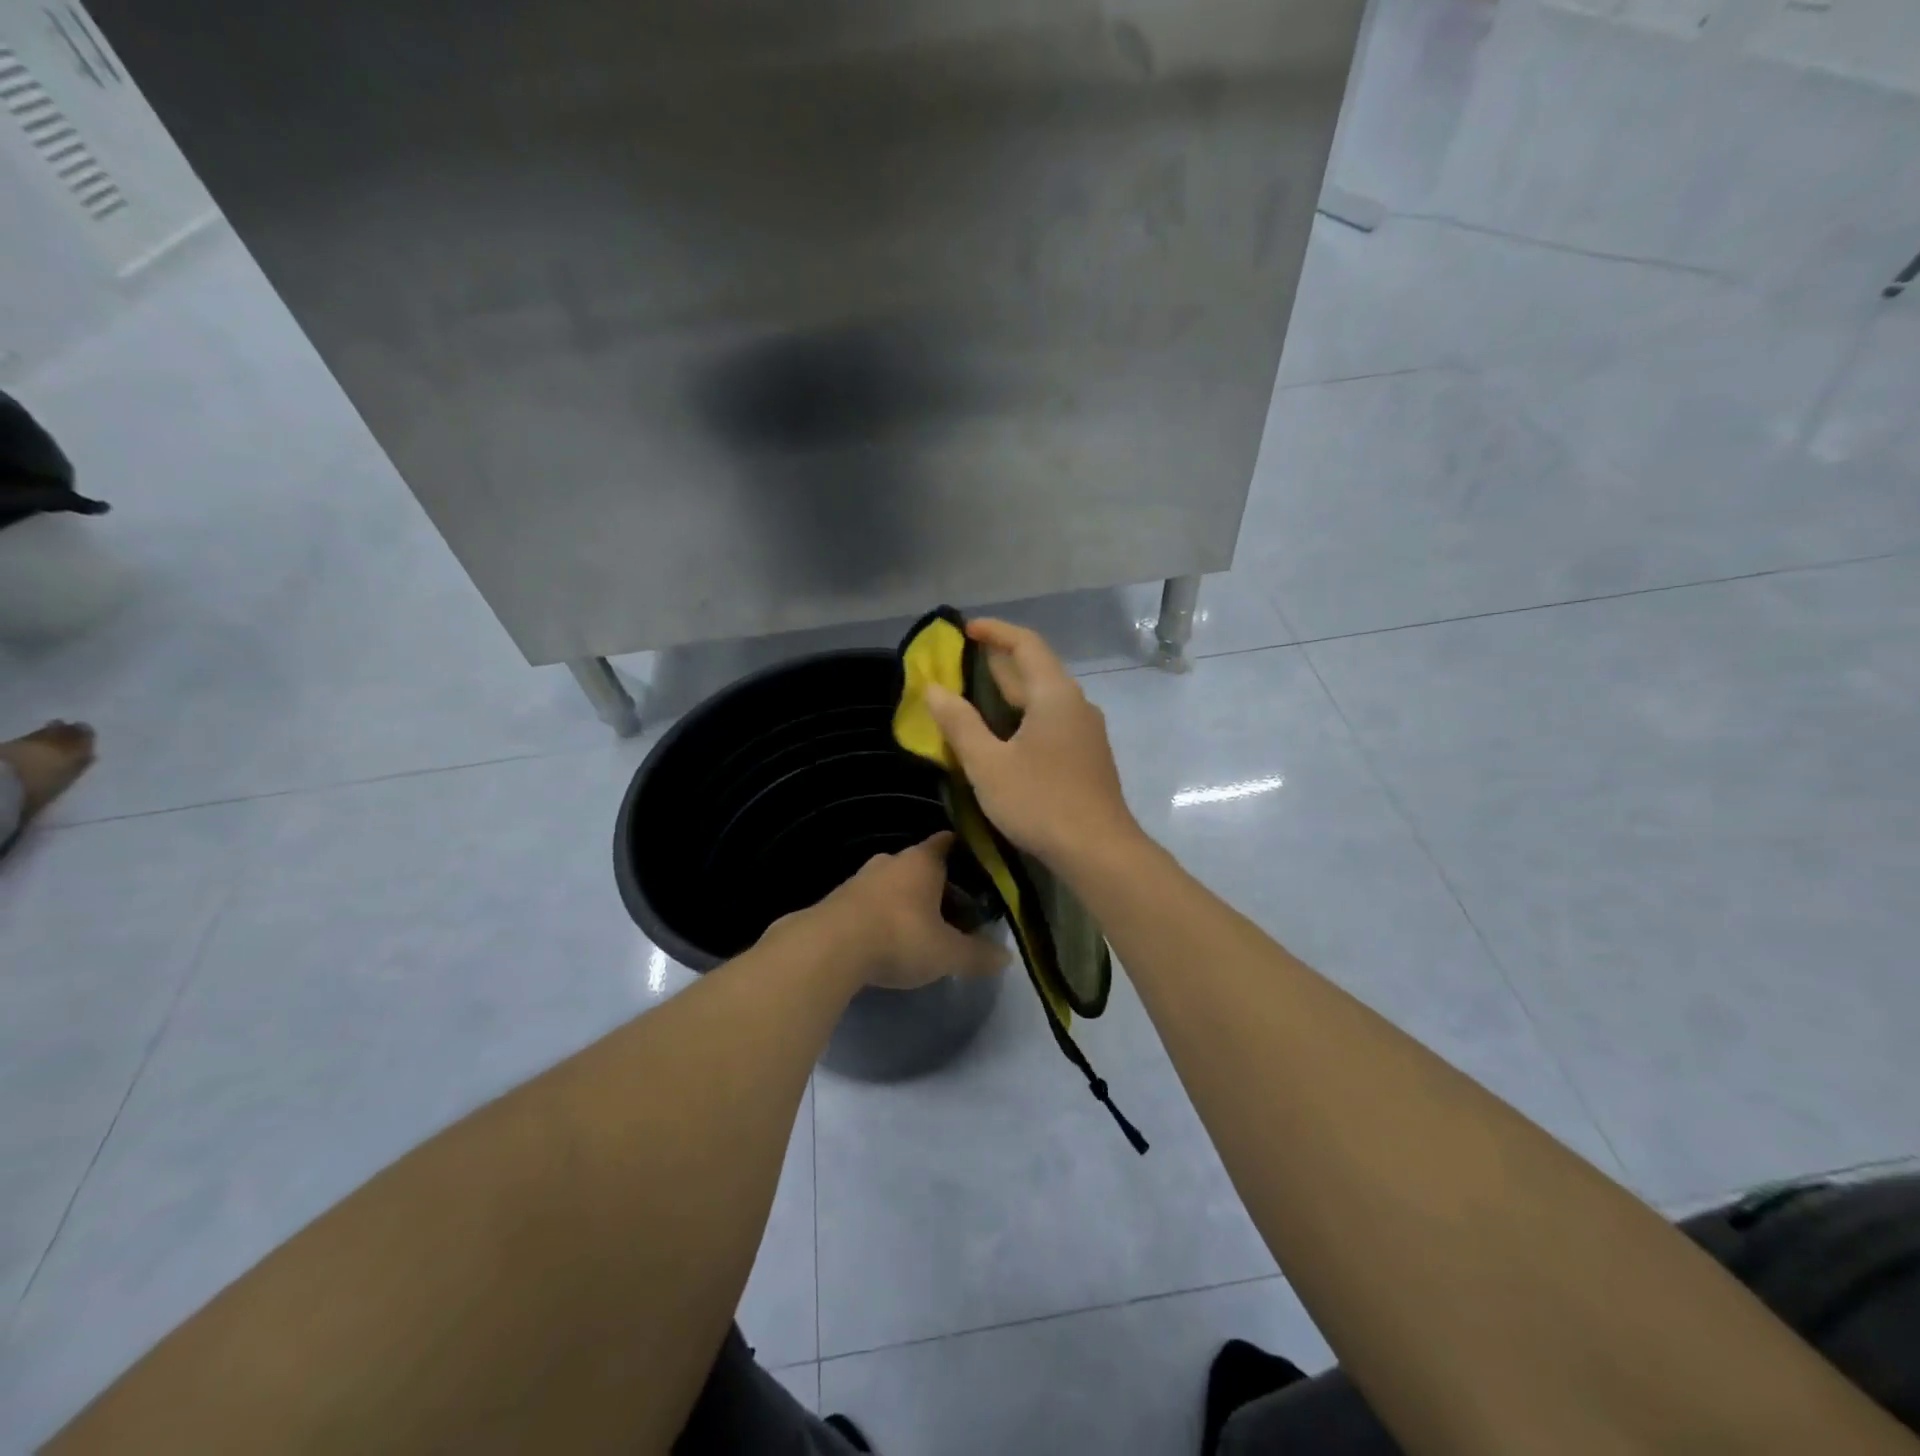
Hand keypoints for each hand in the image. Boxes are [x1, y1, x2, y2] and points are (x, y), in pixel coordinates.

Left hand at [808, 832, 1008, 989]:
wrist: (828, 949)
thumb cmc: (899, 937)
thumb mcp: (947, 953)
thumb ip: (977, 954)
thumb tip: (1006, 958)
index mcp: (922, 861)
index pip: (947, 842)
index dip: (964, 853)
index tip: (978, 869)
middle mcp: (891, 860)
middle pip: (920, 865)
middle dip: (937, 884)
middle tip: (954, 910)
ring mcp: (860, 878)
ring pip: (892, 883)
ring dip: (906, 901)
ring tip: (921, 929)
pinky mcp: (837, 900)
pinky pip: (869, 902)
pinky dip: (881, 915)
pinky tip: (886, 940)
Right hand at [923, 619, 1142, 870]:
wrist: (1099, 851)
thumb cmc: (1040, 802)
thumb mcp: (987, 764)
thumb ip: (960, 723)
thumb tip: (934, 689)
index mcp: (1054, 695)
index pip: (1025, 644)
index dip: (995, 631)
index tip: (965, 630)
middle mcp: (1076, 704)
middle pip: (1036, 669)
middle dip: (998, 662)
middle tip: (960, 665)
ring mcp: (1086, 731)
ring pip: (1044, 698)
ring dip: (1011, 692)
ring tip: (975, 699)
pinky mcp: (1087, 756)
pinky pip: (1052, 720)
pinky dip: (1024, 716)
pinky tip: (1004, 737)